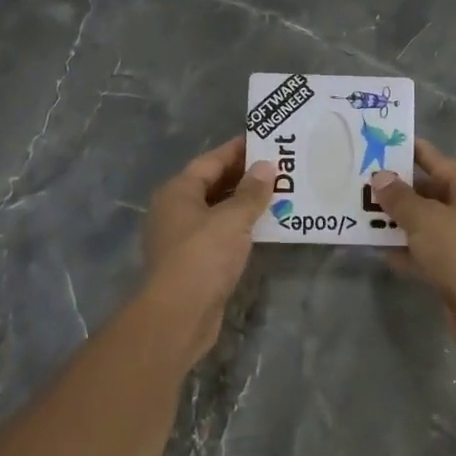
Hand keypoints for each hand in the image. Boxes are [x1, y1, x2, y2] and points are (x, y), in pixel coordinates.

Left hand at [142, 137, 276, 361]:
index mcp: (178, 191)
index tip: (265, 140)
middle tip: (279, 166)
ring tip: (279, 193)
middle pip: (213, 184)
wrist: (178, 315)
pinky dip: (240, 227)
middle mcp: (175, 210)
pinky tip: (265, 226)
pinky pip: (221, 234)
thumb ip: (251, 192)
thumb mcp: (232, 219)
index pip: (211, 161)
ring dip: (244, 203)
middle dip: (244, 176)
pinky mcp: (194, 262)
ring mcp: (183, 237)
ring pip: (218, 211)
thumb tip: (266, 166)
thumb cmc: (202, 256)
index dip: (237, 150)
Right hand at [370, 140, 455, 353]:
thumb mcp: (423, 218)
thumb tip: (380, 177)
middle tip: (367, 185)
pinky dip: (409, 250)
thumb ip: (398, 197)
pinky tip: (382, 250)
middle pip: (432, 193)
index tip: (385, 146)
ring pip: (428, 224)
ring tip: (367, 216)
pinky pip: (430, 251)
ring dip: (401, 222)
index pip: (438, 161)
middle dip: (400, 191)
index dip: (411, 152)